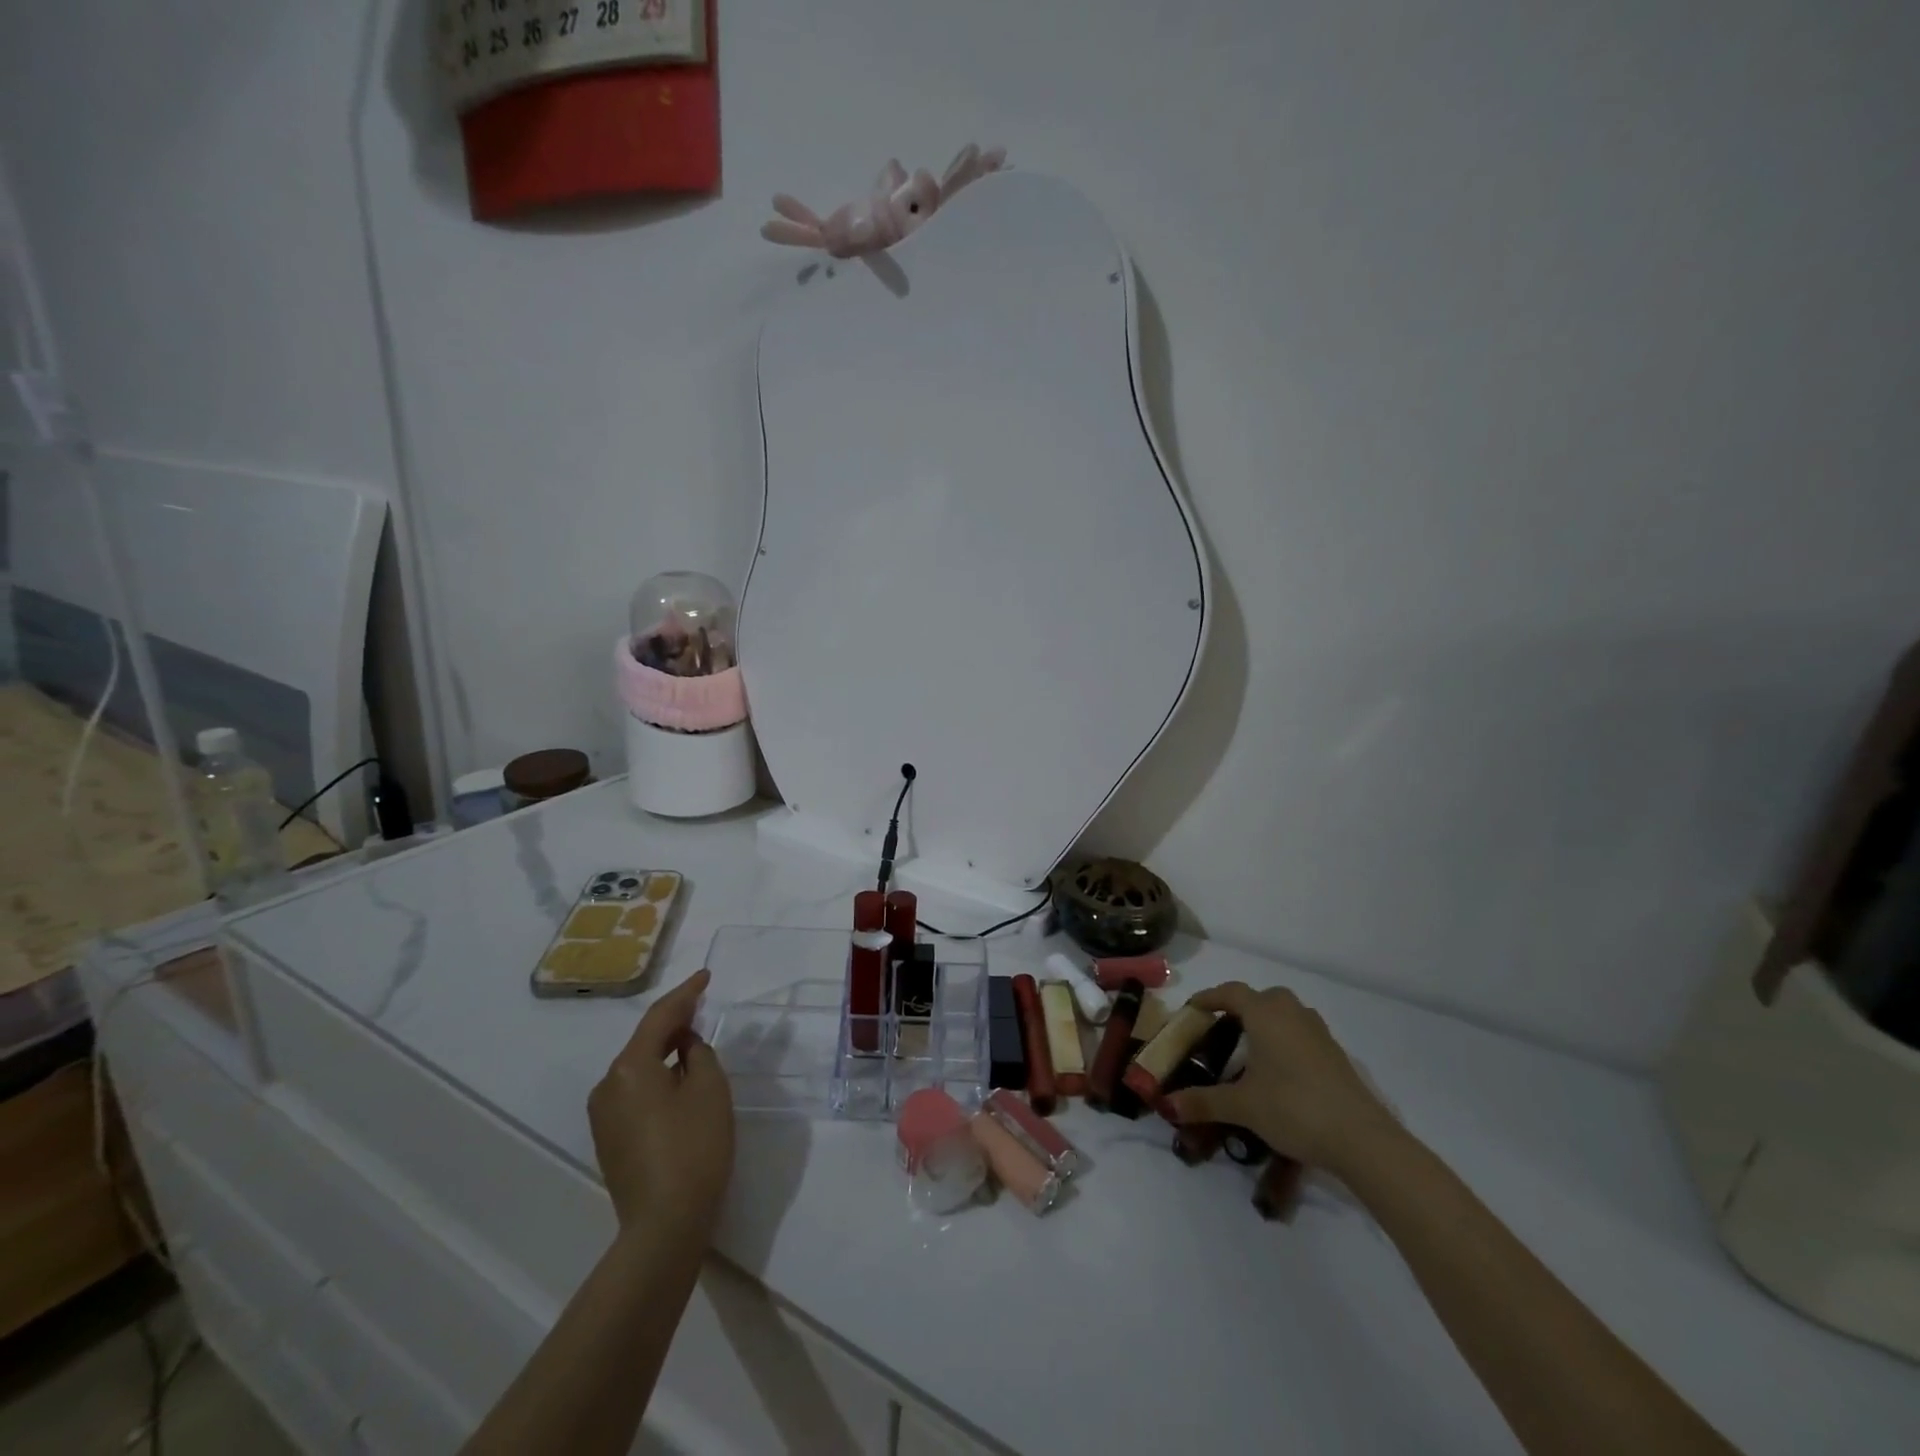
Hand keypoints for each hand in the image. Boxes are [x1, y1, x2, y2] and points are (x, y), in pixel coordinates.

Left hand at [588, 969, 734, 1245]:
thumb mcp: (710, 1089)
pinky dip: (657, 1076)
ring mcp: (603, 1115)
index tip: (705, 976)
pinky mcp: (609, 1139)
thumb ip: (700, 1054)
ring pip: (638, 1067)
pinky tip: (678, 1079)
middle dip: (674, 1022)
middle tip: (702, 1005)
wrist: (664, 1225)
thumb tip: (686, 1046)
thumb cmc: (694, 1148)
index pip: (660, 1016)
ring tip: (694, 1039)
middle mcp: (607, 1085)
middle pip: (644, 1040)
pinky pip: (634, 1091)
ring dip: (665, 1050)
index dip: (686, 993)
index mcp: (630, 1067)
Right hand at [1166, 982, 1394, 1174]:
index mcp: (1265, 1014)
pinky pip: (1302, 1033)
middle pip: (1262, 998)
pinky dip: (1286, 1040)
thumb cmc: (1293, 1108)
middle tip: (1222, 1029)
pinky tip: (1280, 1070)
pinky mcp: (1336, 1055)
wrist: (1361, 1138)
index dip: (1208, 998)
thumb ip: (1203, 1102)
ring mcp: (1318, 1032)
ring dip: (1267, 1022)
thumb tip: (1167, 1105)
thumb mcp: (1242, 1106)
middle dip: (1241, 1007)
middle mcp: (1292, 1013)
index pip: (1230, 993)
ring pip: (1286, 1013)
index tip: (1192, 1009)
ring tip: (1250, 1048)